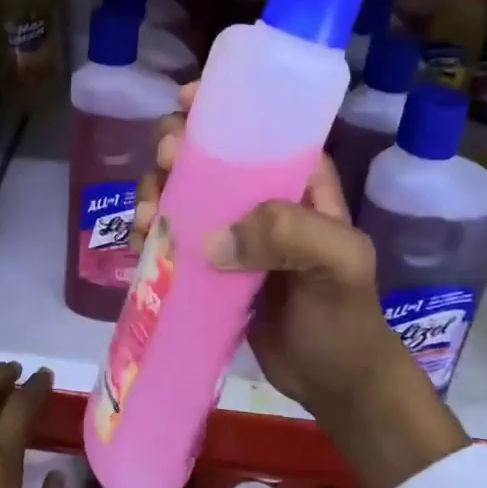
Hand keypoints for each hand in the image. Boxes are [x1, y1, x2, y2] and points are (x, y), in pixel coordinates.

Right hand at [135, 82, 467, 487]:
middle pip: (209, 156)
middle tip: (164, 166)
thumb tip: (211, 241)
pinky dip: (152, 231)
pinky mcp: (211, 266)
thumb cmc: (345, 317)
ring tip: (146, 216)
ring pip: (184, 194)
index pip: (258, 129)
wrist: (334, 384)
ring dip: (156, 192)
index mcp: (299, 181)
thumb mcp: (338, 264)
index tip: (185, 102)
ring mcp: (234, 233)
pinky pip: (174, 236)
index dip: (221, 108)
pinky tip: (141, 241)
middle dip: (177, 150)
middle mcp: (262, 198)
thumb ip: (289, 234)